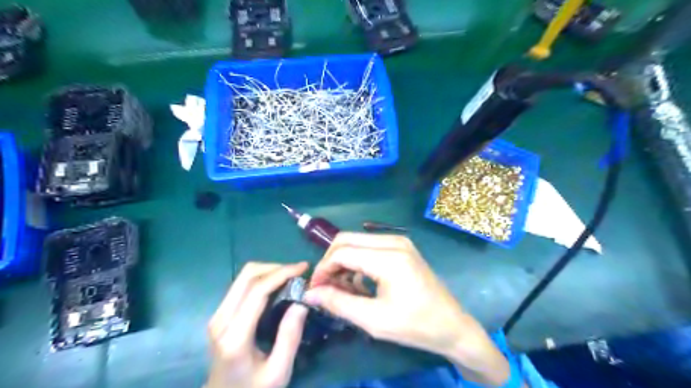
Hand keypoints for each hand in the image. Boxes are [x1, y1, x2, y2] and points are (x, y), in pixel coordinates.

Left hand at [207, 262, 308, 385]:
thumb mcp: (278, 372)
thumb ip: (290, 337)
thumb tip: (301, 302)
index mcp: (235, 336)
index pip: (257, 291)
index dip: (282, 273)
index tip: (304, 267)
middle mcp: (221, 320)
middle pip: (247, 276)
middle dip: (276, 267)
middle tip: (299, 272)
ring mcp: (217, 315)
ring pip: (243, 276)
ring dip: (269, 271)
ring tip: (291, 277)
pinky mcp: (220, 314)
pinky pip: (241, 285)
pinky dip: (262, 278)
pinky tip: (277, 285)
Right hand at [306, 234, 512, 387]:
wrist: (451, 325)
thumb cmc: (415, 325)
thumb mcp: (374, 320)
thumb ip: (339, 303)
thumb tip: (310, 293)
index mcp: (389, 258)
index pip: (342, 253)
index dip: (323, 270)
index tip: (314, 290)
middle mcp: (393, 241)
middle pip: (346, 240)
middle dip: (330, 262)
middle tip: (324, 287)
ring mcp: (399, 241)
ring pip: (356, 242)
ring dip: (343, 261)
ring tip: (341, 288)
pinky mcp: (401, 247)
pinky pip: (369, 246)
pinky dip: (357, 261)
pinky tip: (359, 283)